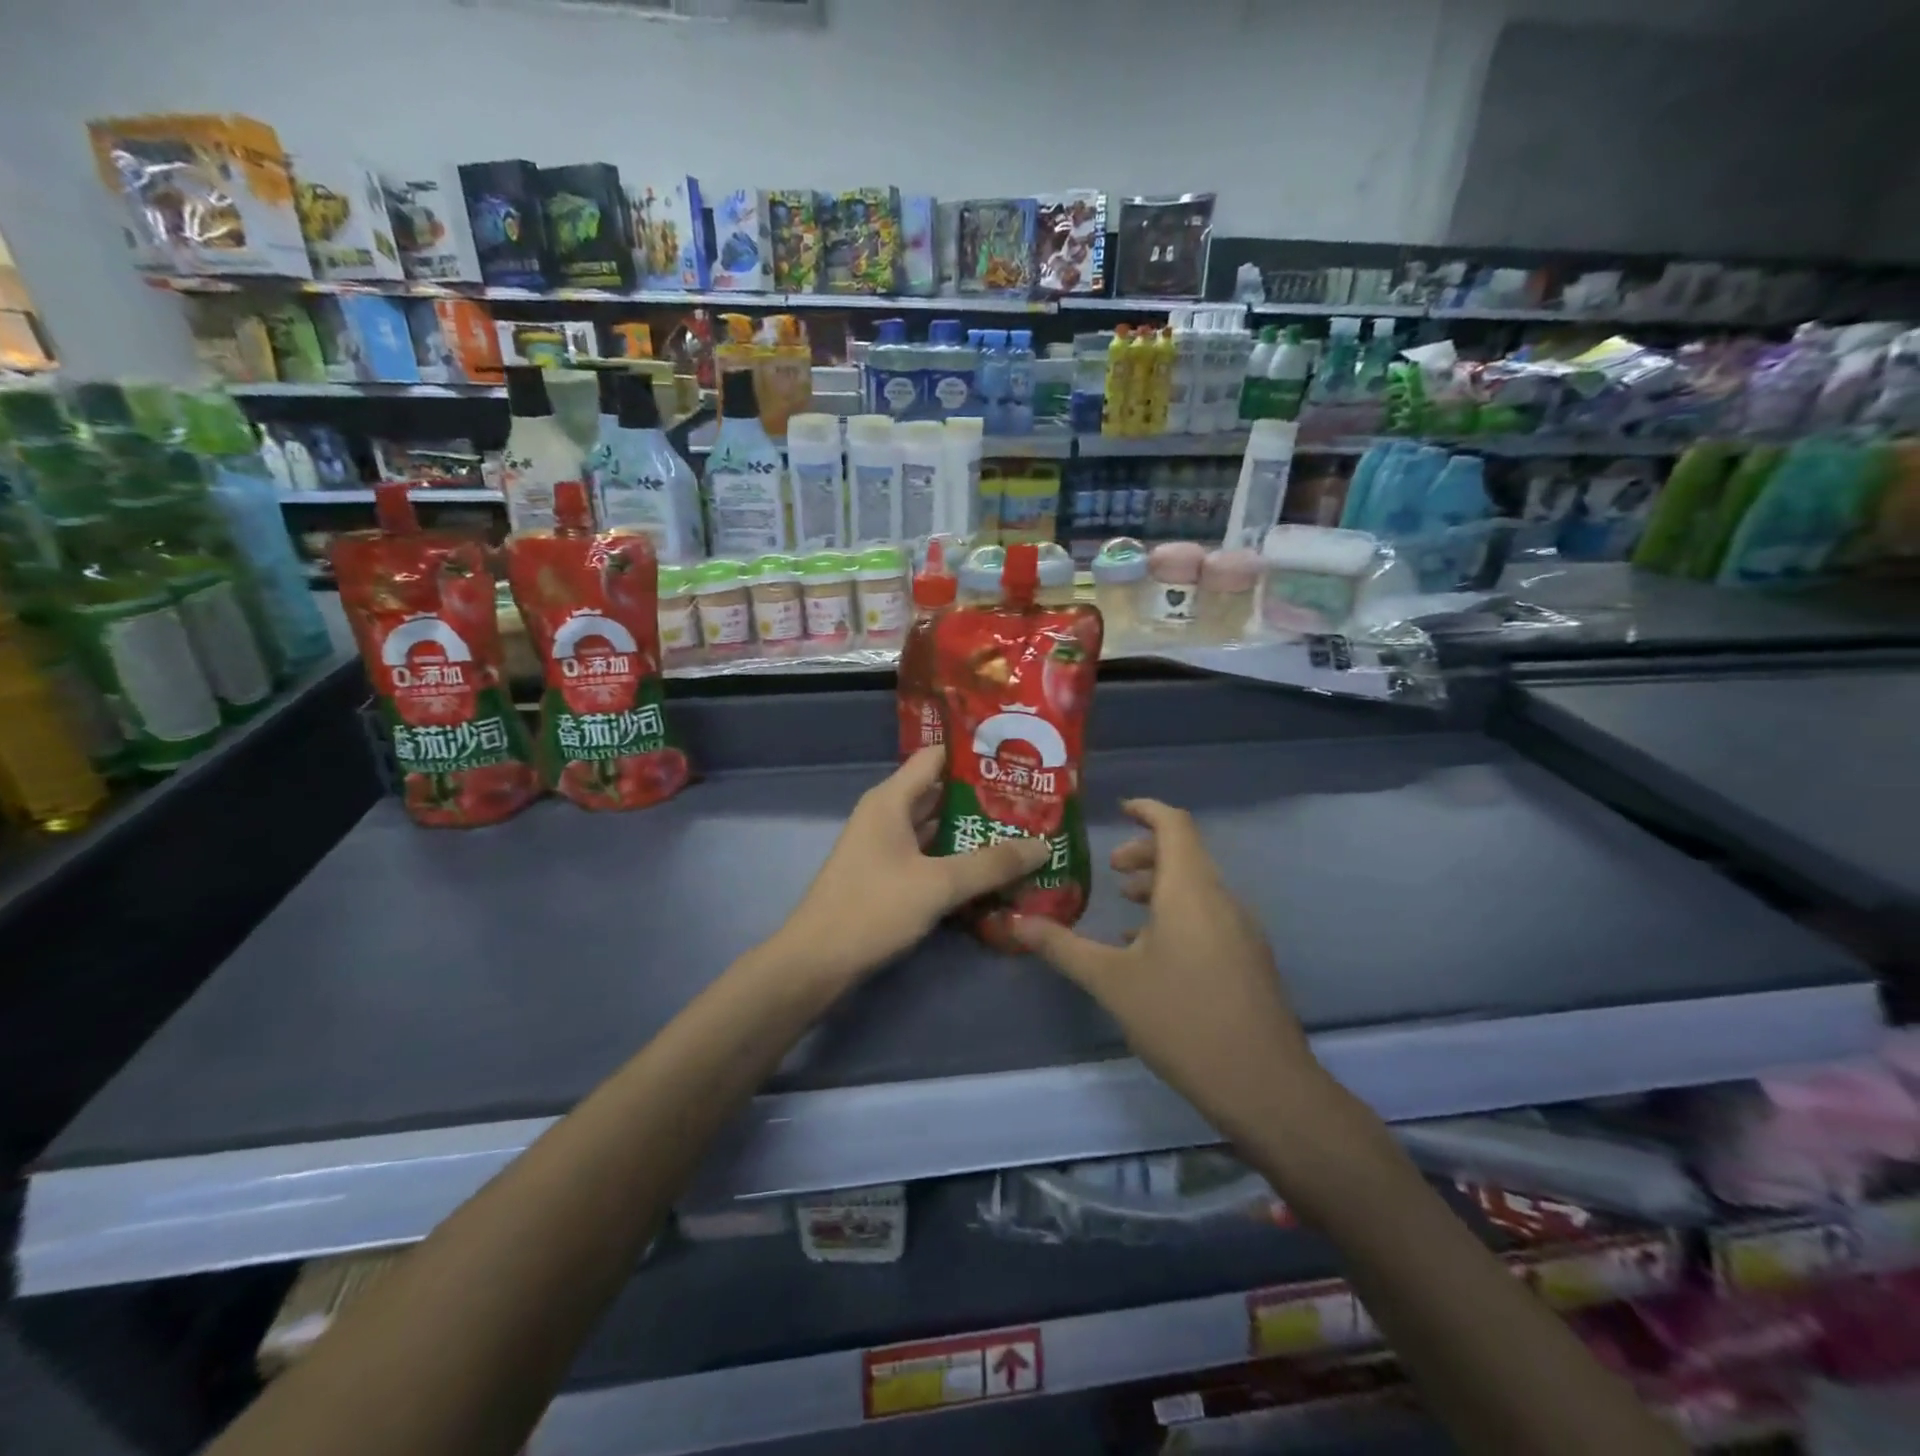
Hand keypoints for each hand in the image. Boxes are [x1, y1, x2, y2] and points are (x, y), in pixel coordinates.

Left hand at [774, 746, 1048, 985]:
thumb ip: (991, 864)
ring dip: (974, 832)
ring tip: (1024, 833)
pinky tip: (993, 872)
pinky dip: (958, 861)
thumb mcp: (938, 885)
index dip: (974, 753)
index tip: (1017, 758)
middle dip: (984, 798)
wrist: (817, 962)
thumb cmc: (873, 909)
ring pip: (938, 829)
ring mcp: (887, 848)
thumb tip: (1043, 846)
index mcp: (891, 800)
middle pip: (941, 794)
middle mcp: (888, 816)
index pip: (936, 757)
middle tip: (1033, 802)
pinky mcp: (889, 877)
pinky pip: (930, 858)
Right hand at [1010, 799, 1336, 1146]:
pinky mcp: (1248, 959)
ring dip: (1160, 884)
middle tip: (1110, 868)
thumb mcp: (1110, 981)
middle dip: (1145, 851)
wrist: (1264, 1086)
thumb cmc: (1181, 1019)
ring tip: (1123, 906)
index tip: (1119, 809)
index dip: (1147, 810)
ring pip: (1197, 886)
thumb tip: (1014, 922)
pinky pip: (1209, 914)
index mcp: (1190, 890)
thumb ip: (1062, 946)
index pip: (1174, 825)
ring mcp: (1241, 930)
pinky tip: (1150, 950)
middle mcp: (1221, 899)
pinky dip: (1177, 912)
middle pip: (1185, 854)